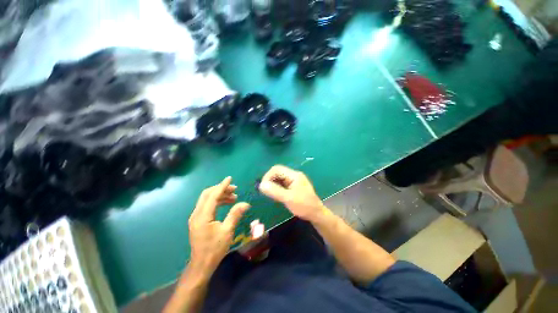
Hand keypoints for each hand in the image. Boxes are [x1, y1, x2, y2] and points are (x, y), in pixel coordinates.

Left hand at [188, 177, 249, 273]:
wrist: (201, 264)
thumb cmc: (214, 249)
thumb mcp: (227, 231)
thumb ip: (235, 214)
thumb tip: (246, 203)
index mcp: (203, 216)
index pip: (213, 196)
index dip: (222, 186)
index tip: (230, 178)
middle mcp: (197, 214)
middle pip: (207, 194)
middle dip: (221, 189)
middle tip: (235, 189)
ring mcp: (196, 217)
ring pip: (207, 199)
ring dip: (220, 195)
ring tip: (234, 197)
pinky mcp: (198, 220)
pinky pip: (207, 205)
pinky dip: (217, 201)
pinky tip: (226, 203)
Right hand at [259, 165, 326, 221]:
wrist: (316, 214)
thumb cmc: (304, 206)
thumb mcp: (288, 198)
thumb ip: (275, 191)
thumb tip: (261, 185)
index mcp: (294, 175)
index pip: (277, 169)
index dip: (268, 176)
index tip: (263, 187)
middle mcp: (293, 175)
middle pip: (277, 172)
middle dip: (270, 180)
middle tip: (265, 191)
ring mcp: (294, 181)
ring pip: (279, 178)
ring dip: (273, 184)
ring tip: (269, 194)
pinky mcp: (293, 187)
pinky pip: (282, 184)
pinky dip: (276, 188)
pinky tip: (275, 195)